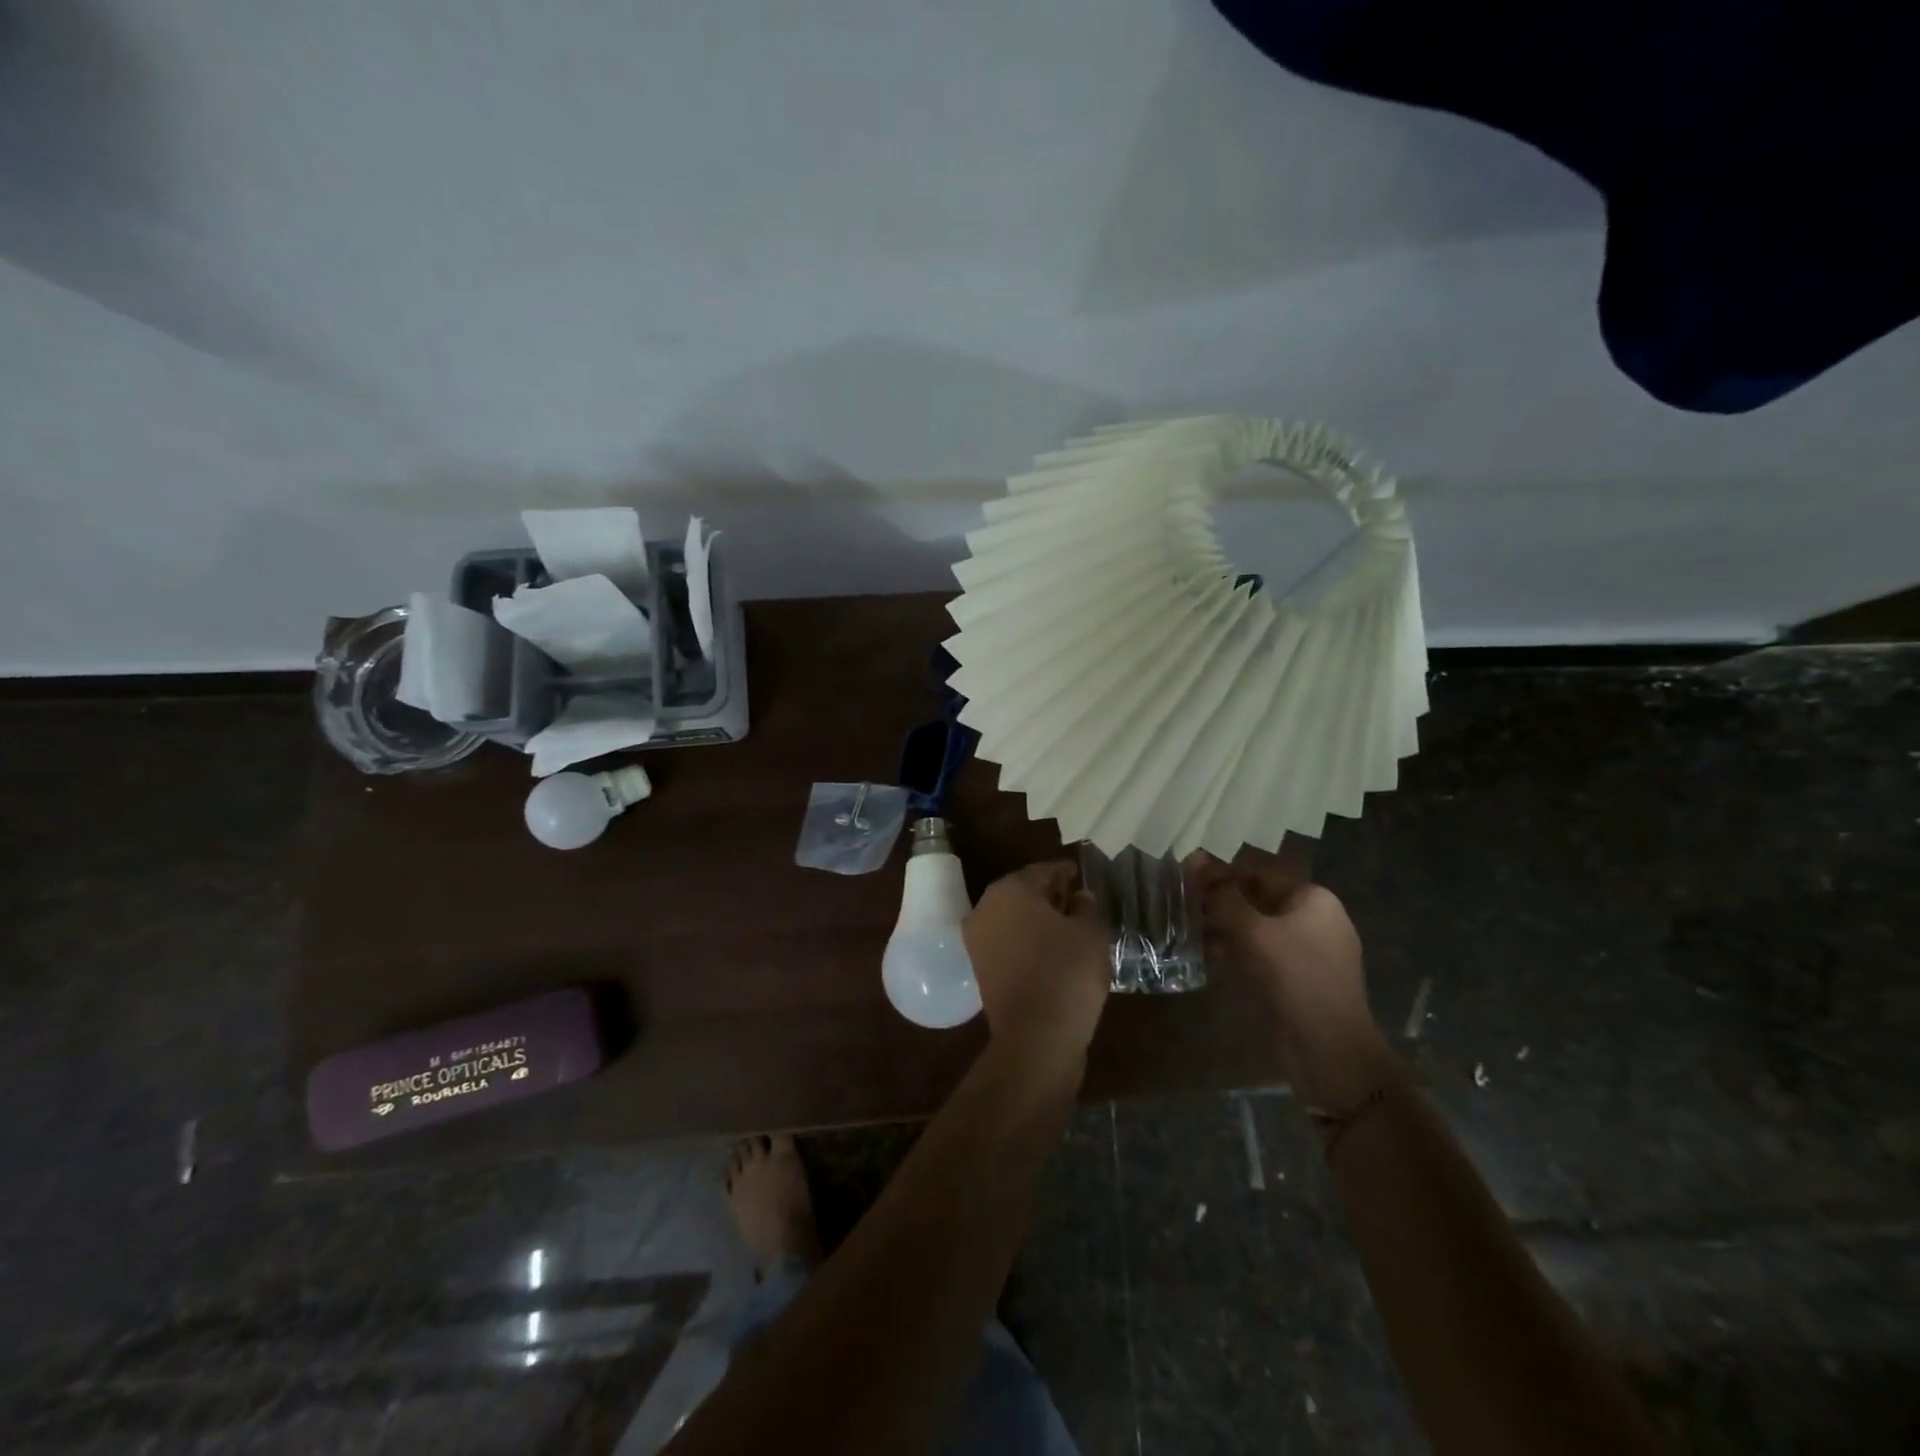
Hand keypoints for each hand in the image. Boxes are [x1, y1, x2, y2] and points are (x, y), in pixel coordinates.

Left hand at [963, 862, 1109, 1070]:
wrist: (1036, 1037)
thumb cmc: (1066, 972)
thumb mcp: (1090, 932)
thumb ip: (1086, 906)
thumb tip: (1079, 897)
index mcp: (1010, 889)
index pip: (1044, 871)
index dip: (1067, 873)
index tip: (1083, 877)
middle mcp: (985, 908)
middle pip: (1024, 893)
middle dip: (1051, 896)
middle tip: (1079, 902)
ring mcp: (977, 939)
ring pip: (1014, 918)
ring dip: (1038, 920)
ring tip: (1070, 928)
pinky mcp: (980, 968)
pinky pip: (1008, 943)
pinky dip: (1028, 942)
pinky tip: (1053, 952)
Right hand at [1193, 853, 1391, 1107]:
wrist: (1330, 1050)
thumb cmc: (1293, 978)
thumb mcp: (1252, 931)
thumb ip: (1222, 895)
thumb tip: (1195, 858)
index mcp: (1313, 898)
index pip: (1257, 873)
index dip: (1220, 874)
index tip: (1185, 878)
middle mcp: (1315, 918)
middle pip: (1258, 899)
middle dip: (1221, 902)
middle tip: (1183, 906)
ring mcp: (1309, 951)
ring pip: (1257, 928)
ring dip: (1224, 928)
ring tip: (1190, 931)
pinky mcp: (1299, 978)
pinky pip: (1263, 953)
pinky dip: (1237, 951)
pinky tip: (1210, 957)